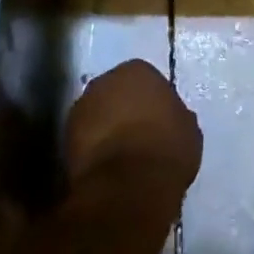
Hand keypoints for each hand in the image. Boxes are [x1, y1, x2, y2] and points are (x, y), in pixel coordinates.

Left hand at [65, 59, 201, 197]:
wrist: (129, 183)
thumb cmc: (167, 149)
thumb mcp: (188, 130)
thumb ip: (175, 116)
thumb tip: (170, 119)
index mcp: (138, 70)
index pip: (145, 79)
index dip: (151, 101)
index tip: (158, 121)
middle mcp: (105, 79)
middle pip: (116, 92)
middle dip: (124, 109)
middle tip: (138, 135)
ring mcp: (82, 105)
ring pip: (97, 113)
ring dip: (106, 127)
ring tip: (121, 155)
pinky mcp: (66, 135)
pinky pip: (85, 136)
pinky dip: (93, 147)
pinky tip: (107, 166)